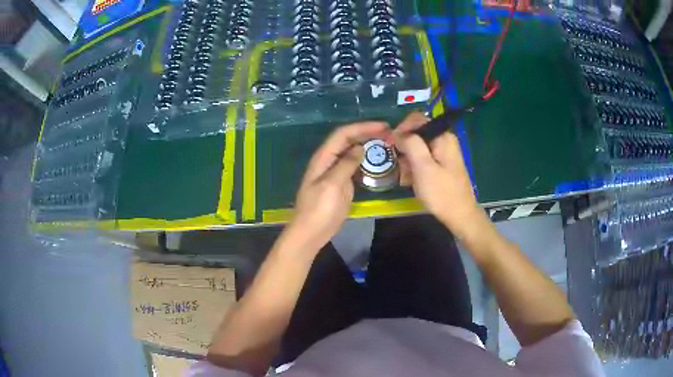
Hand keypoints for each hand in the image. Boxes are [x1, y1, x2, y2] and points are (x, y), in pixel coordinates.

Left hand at [287, 121, 390, 251]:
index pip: (342, 134)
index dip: (362, 127)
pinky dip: (367, 162)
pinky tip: (379, 163)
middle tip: (389, 134)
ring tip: (388, 145)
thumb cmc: (318, 209)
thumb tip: (360, 148)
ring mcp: (336, 172)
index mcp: (323, 158)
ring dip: (368, 146)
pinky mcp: (342, 183)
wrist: (312, 232)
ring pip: (353, 153)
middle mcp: (329, 161)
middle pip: (348, 140)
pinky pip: (356, 167)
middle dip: (367, 134)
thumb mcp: (332, 185)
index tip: (382, 126)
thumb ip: (345, 164)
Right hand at [393, 112, 485, 237]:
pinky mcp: (441, 165)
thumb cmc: (441, 192)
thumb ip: (411, 144)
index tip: (389, 144)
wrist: (460, 216)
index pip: (416, 119)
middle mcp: (444, 140)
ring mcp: (443, 153)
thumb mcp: (423, 167)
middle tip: (397, 164)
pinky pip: (423, 159)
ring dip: (407, 159)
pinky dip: (414, 167)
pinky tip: (410, 180)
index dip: (401, 128)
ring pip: (417, 147)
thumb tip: (397, 133)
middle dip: (403, 147)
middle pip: (416, 133)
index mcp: (442, 136)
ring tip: (404, 176)